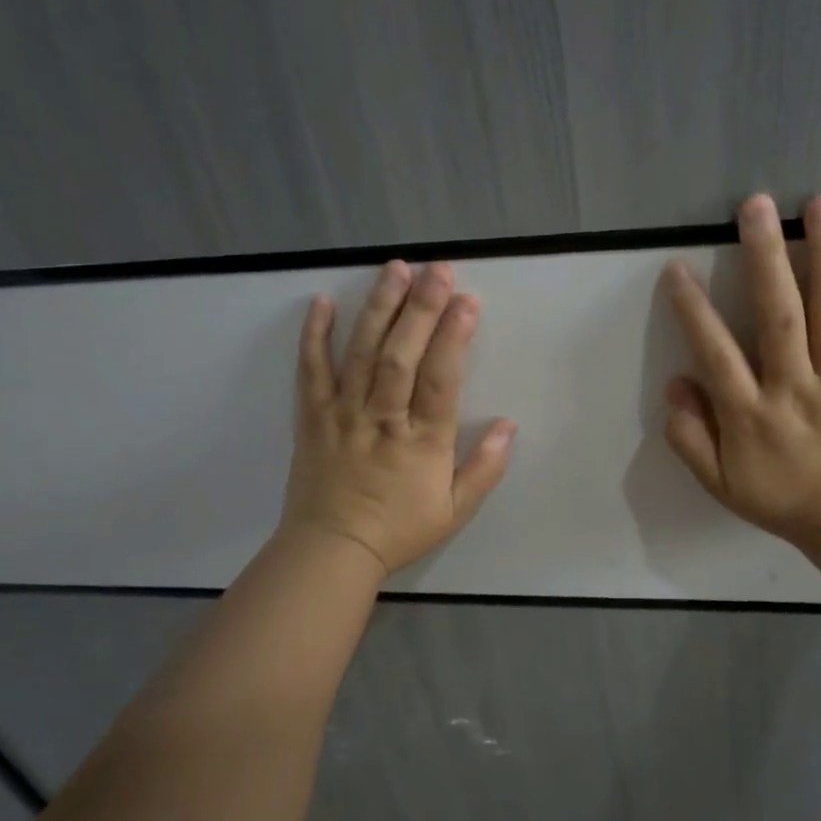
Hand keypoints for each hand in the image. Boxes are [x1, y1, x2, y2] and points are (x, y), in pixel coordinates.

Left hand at [280, 260, 514, 575]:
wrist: (331, 551)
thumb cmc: (398, 530)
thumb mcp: (454, 511)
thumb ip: (484, 468)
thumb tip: (509, 425)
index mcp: (421, 442)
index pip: (440, 380)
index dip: (455, 338)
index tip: (468, 301)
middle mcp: (382, 419)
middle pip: (401, 356)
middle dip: (421, 310)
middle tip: (437, 269)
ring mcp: (343, 414)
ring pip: (362, 354)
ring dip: (379, 308)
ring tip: (395, 269)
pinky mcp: (313, 416)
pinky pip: (311, 371)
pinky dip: (314, 336)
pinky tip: (322, 302)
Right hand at [662, 193, 820, 553]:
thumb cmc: (782, 499)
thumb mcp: (719, 482)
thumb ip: (689, 436)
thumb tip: (676, 383)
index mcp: (749, 413)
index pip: (715, 351)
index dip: (693, 309)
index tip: (677, 268)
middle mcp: (793, 388)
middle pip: (777, 316)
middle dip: (764, 258)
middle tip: (756, 205)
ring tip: (820, 204)